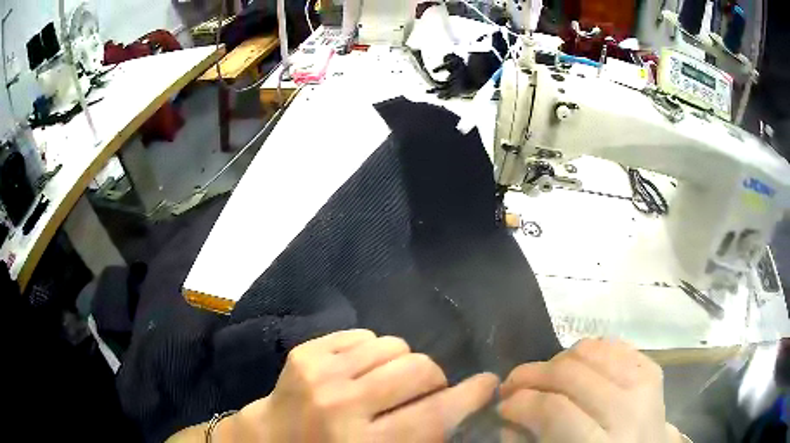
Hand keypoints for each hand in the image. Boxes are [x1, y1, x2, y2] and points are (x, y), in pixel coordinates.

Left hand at [225, 330, 497, 441]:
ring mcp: (320, 373)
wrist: (266, 441)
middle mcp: (343, 406)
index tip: (488, 384)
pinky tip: (361, 371)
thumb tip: (458, 413)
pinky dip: (371, 352)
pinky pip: (363, 335)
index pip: (438, 413)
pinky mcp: (304, 353)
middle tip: (426, 393)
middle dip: (434, 380)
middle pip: (420, 369)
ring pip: (394, 345)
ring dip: (402, 364)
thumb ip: (421, 440)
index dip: (473, 395)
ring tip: (389, 383)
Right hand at [498, 338, 684, 442]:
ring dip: (557, 360)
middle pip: (572, 374)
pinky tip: (576, 368)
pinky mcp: (652, 367)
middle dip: (532, 375)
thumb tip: (508, 412)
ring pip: (591, 350)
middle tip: (514, 384)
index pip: (556, 410)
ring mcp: (645, 383)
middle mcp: (629, 410)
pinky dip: (586, 351)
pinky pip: (611, 344)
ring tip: (545, 376)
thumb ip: (529, 440)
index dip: (522, 403)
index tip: (503, 404)